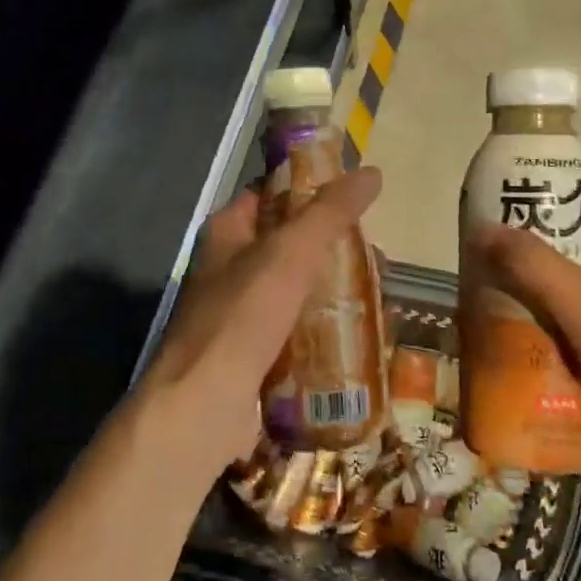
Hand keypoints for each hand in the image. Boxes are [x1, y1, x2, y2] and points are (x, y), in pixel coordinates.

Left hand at [140, 167, 382, 481]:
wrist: (202, 407)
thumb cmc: (242, 317)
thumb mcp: (290, 253)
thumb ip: (330, 212)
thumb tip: (372, 173)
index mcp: (227, 231)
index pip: (272, 193)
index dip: (311, 188)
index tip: (357, 197)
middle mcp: (229, 266)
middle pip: (291, 243)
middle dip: (335, 247)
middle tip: (378, 256)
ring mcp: (240, 312)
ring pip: (298, 288)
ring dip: (335, 289)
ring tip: (378, 295)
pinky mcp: (254, 352)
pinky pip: (298, 329)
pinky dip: (326, 328)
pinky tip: (359, 333)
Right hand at [471, 170, 580, 504]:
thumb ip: (532, 263)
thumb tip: (483, 228)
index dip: (562, 176)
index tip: (515, 179)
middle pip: (578, 237)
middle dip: (532, 234)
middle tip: (485, 235)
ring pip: (569, 285)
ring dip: (531, 283)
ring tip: (484, 280)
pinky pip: (569, 326)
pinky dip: (540, 323)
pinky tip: (505, 330)